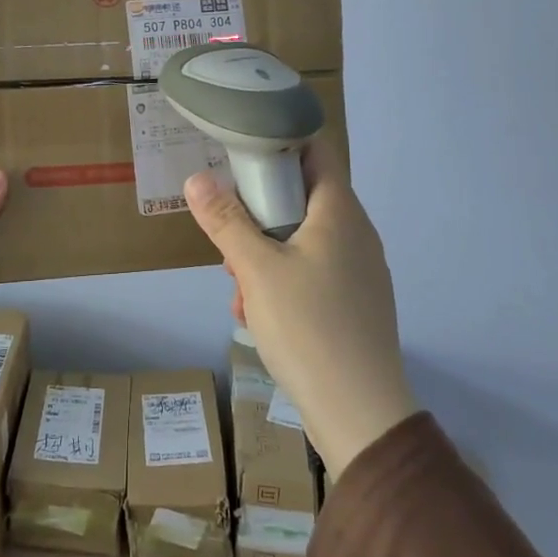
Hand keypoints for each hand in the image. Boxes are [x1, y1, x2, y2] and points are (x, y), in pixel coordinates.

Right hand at [184, 139, 416, 478]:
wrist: (360, 414)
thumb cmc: (309, 327)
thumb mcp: (256, 269)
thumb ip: (225, 221)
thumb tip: (197, 178)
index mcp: (340, 213)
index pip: (315, 151)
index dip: (279, 142)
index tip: (239, 154)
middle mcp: (356, 234)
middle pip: (302, 198)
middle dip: (258, 213)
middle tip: (228, 236)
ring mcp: (359, 271)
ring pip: (302, 241)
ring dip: (264, 254)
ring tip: (239, 287)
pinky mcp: (355, 304)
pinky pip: (312, 274)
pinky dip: (282, 282)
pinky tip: (258, 314)